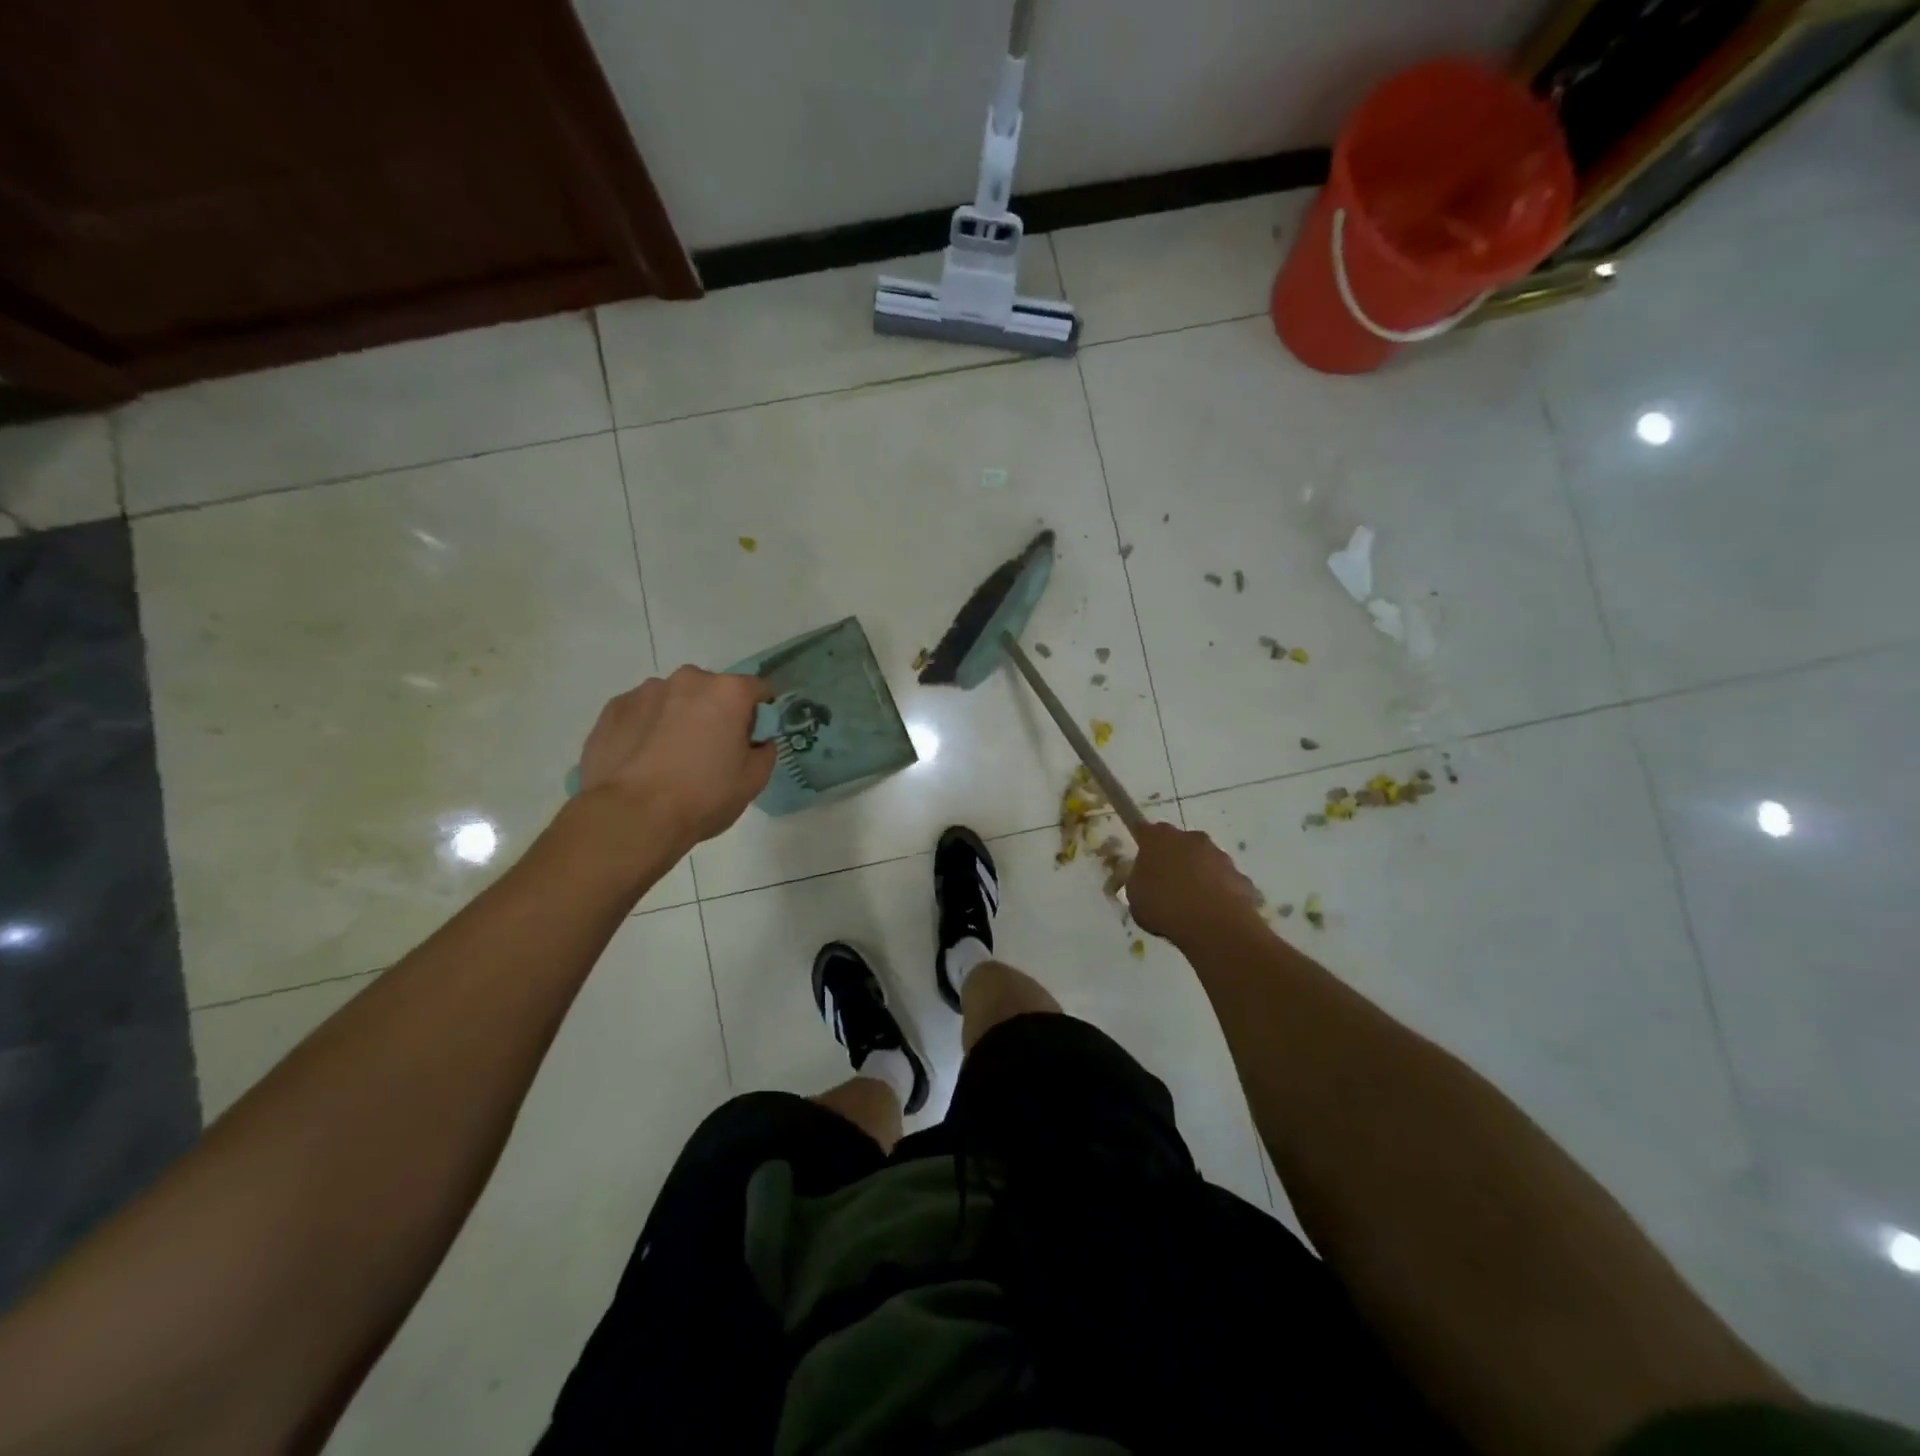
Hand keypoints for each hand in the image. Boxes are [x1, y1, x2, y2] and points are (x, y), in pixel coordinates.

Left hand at [576, 667, 775, 847]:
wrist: (632, 816)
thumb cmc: (703, 796)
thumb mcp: (753, 780)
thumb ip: (764, 751)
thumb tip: (757, 741)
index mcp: (728, 692)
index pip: (757, 689)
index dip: (759, 713)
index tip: (752, 737)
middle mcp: (688, 680)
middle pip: (712, 690)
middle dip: (715, 712)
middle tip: (710, 750)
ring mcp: (645, 691)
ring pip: (673, 699)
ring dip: (678, 718)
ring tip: (670, 758)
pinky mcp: (613, 709)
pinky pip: (641, 713)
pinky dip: (646, 728)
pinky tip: (643, 761)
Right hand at [1128, 823, 1265, 946]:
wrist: (1215, 925)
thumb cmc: (1164, 906)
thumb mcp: (1134, 897)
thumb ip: (1137, 881)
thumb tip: (1142, 878)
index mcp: (1159, 838)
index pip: (1145, 830)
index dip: (1143, 842)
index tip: (1141, 857)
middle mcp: (1190, 838)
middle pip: (1178, 843)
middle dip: (1173, 859)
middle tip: (1165, 884)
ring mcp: (1219, 856)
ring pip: (1204, 861)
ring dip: (1197, 875)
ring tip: (1190, 904)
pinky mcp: (1240, 876)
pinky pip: (1223, 881)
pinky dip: (1218, 891)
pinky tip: (1211, 913)